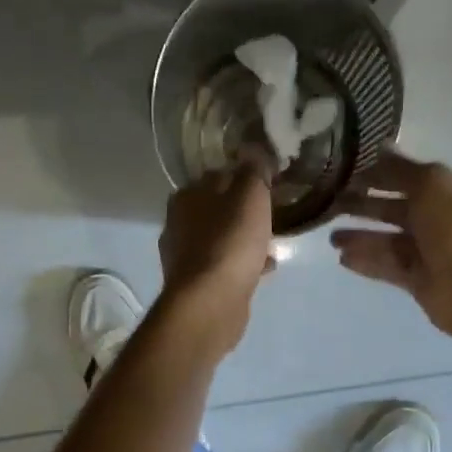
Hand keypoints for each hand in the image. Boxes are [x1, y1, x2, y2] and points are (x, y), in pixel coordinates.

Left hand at [158, 158, 275, 353]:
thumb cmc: (230, 242)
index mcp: (186, 196)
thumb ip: (253, 169)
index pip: (217, 176)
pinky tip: (264, 269)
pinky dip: (243, 265)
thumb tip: (253, 149)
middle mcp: (178, 224)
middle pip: (218, 210)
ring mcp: (185, 257)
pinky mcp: (196, 285)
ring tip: (272, 244)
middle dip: (244, 213)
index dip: (244, 178)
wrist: (211, 302)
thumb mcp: (250, 194)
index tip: (268, 186)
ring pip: (222, 239)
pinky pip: (225, 266)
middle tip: (272, 216)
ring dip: (245, 240)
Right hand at [331, 152, 451, 344]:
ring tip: (331, 237)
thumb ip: (400, 168)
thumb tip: (379, 147)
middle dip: (365, 205)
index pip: (409, 178)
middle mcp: (441, 219)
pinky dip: (367, 261)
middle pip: (395, 209)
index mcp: (450, 191)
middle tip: (331, 205)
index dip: (378, 175)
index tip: (346, 174)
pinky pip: (388, 266)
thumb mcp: (430, 183)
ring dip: (361, 236)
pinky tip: (342, 258)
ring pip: (389, 240)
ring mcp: (430, 252)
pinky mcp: (418, 280)